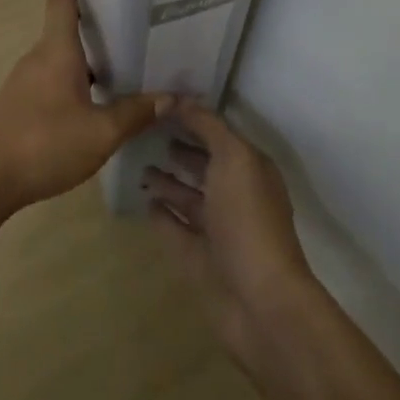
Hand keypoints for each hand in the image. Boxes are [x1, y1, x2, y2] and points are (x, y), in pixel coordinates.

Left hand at [0, 0, 168, 211]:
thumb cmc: (43, 143)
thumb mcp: (99, 133)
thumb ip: (134, 114)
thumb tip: (171, 97)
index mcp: (56, 53)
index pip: (62, 2)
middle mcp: (38, 59)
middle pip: (64, 30)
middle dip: (88, 19)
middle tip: (121, 13)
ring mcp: (24, 83)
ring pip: (60, 59)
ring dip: (85, 56)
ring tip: (118, 61)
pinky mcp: (18, 106)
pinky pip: (52, 80)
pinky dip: (75, 80)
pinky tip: (93, 102)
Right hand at [144, 101, 315, 365]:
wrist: (259, 300)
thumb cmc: (248, 220)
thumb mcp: (232, 158)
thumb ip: (207, 126)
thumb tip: (177, 98)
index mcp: (250, 169)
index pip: (219, 135)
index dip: (193, 119)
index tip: (159, 103)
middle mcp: (236, 196)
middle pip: (205, 166)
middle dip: (180, 150)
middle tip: (145, 133)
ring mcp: (217, 230)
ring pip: (189, 198)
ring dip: (167, 182)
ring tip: (140, 167)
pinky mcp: (198, 259)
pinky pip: (176, 229)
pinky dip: (162, 215)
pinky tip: (145, 203)